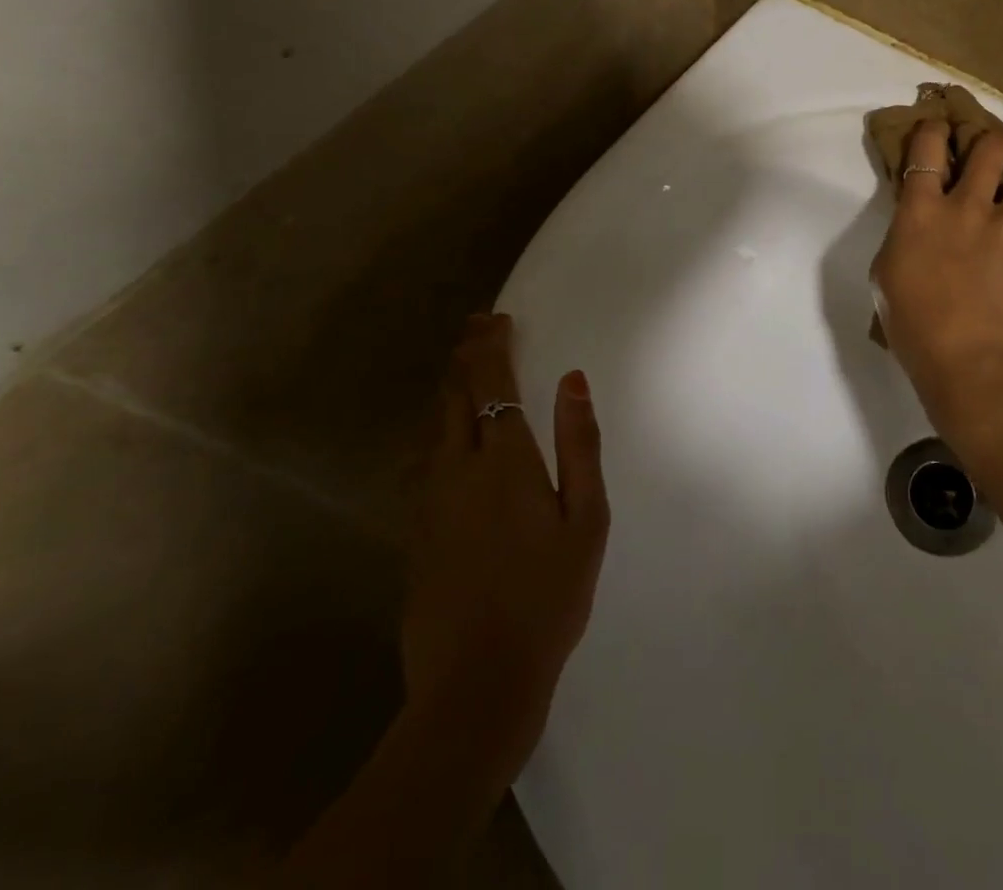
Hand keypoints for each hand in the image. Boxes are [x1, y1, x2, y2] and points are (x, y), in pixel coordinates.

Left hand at [402, 314, 608, 773]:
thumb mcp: (587, 519)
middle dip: (465, 356)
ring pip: (433, 426)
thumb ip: (579, 443)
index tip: (496, 318)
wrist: (476, 684)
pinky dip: (438, 428)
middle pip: (453, 396)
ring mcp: (429, 501)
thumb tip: (573, 378)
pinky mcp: (415, 531)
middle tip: (477, 328)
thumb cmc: (548, 597)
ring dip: (448, 390)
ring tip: (463, 370)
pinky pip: (425, 459)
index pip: (491, 382)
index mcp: (504, 459)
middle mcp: (457, 468)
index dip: (490, 345)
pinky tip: (446, 437)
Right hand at [870, 122, 1002, 440]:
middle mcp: (966, 208)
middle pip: (989, 149)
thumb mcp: (885, 278)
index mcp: (920, 212)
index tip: (936, 124)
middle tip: (993, 143)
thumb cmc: (912, 324)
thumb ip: (901, 243)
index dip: (932, 129)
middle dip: (992, 137)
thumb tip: (914, 234)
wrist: (969, 361)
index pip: (925, 150)